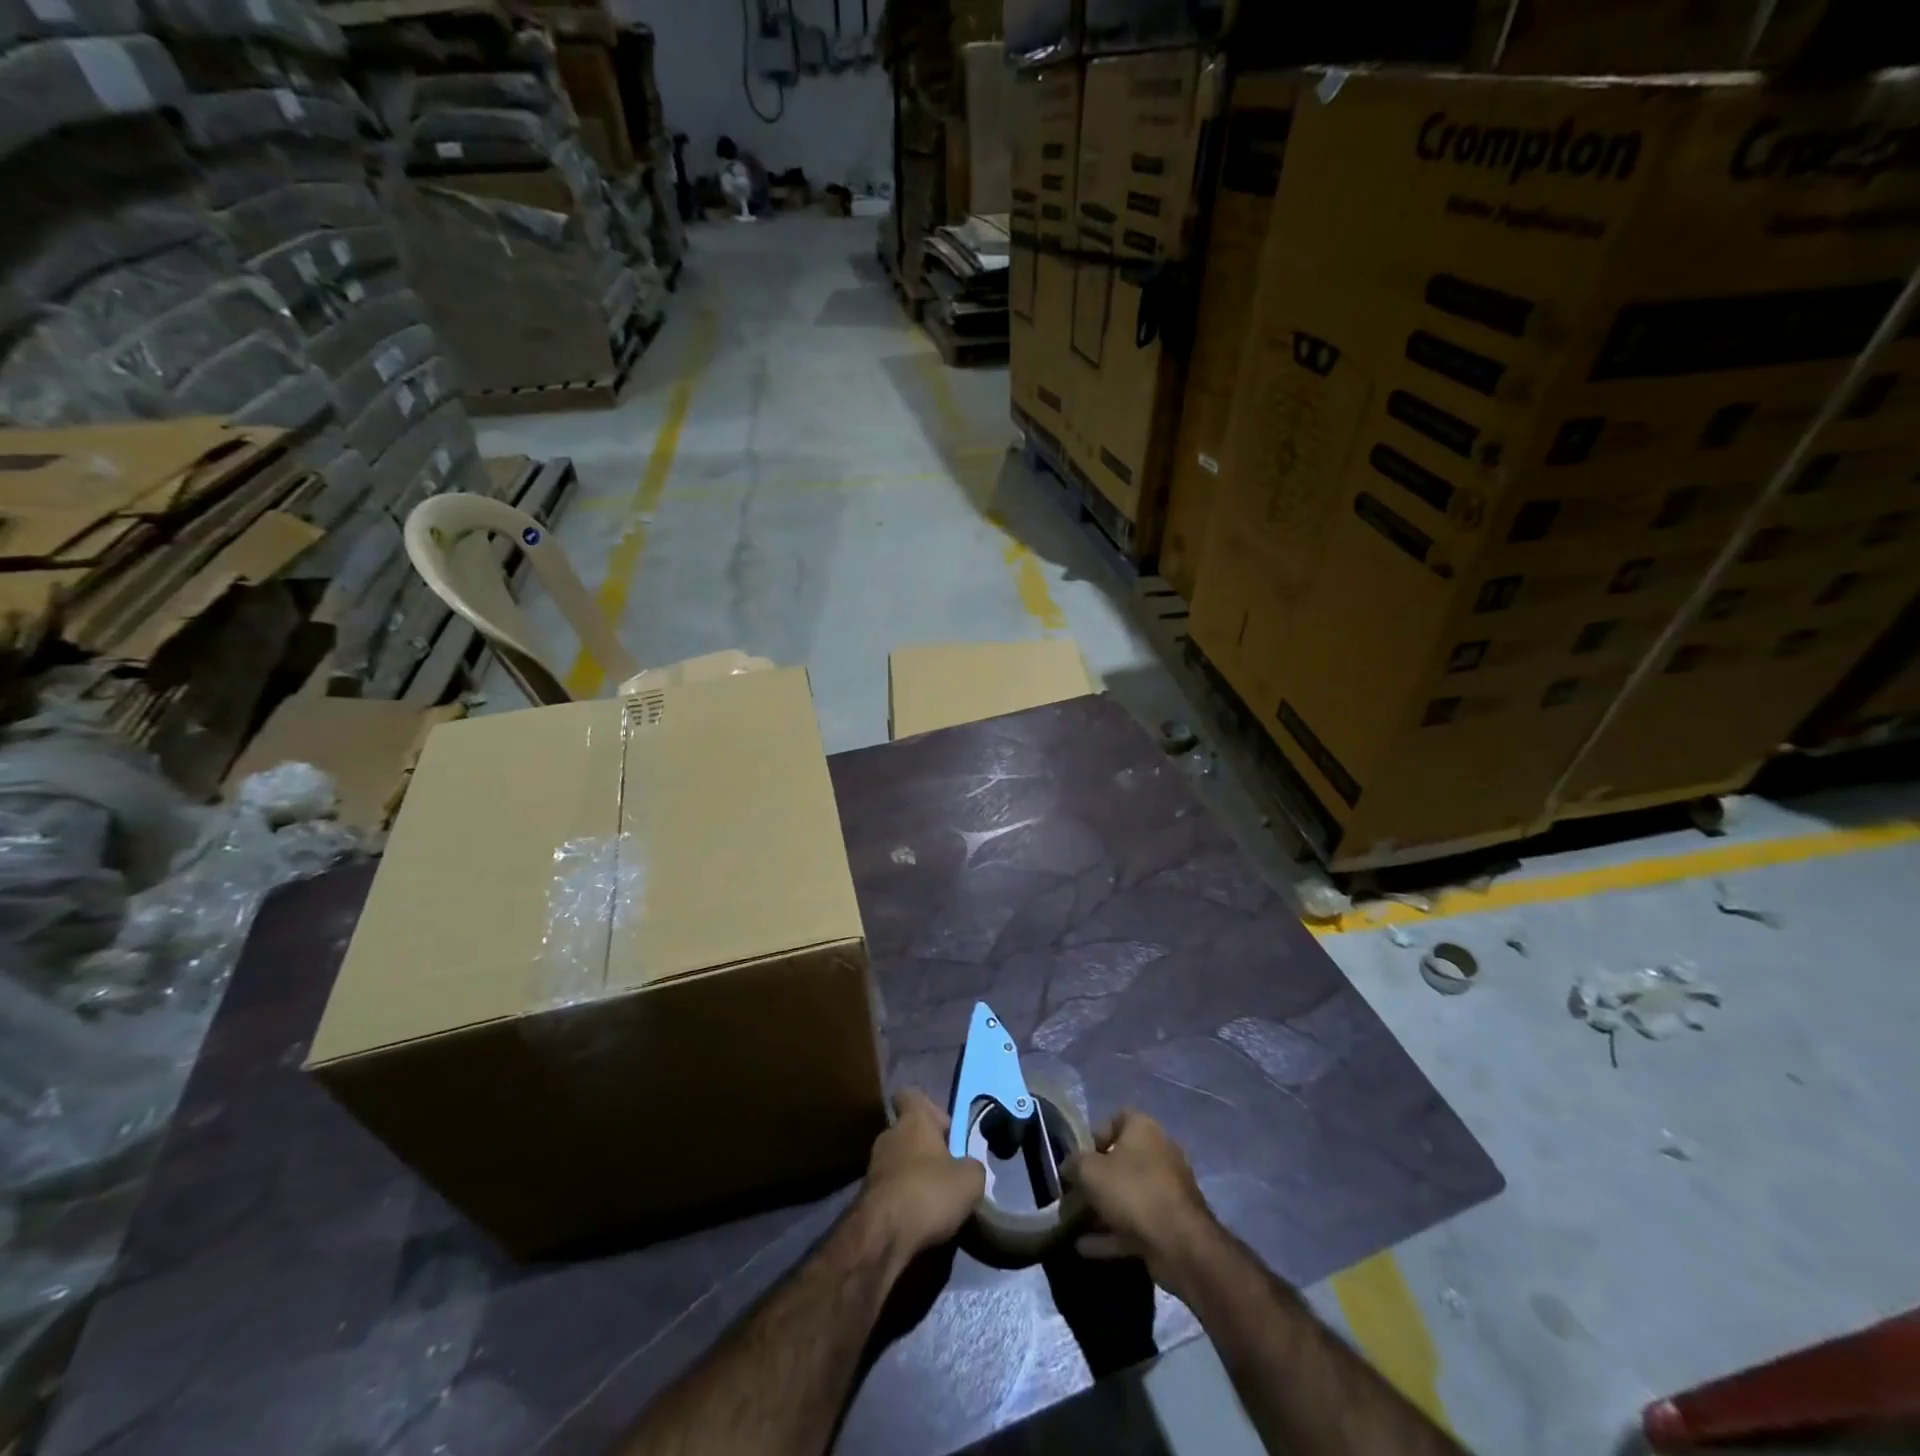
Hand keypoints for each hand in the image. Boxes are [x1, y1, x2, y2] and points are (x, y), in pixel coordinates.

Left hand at [856, 1089, 985, 1265]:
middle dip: (927, 1149)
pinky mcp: (866, 1198)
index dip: (929, 1108)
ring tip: (937, 1202)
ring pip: (899, 1163)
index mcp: (913, 1120)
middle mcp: (889, 1136)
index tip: (946, 1130)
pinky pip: (891, 1191)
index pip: (911, 1095)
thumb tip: (968, 1168)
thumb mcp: (970, 1180)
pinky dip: (904, 1201)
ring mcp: (873, 1167)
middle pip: (908, 1132)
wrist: (882, 1236)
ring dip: (915, 1177)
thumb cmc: (929, 1192)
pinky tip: (920, 1221)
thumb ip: (972, 1166)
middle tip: (949, 1172)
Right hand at [1062, 1110, 1218, 1300]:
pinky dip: (1111, 1234)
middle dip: (1095, 1178)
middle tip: (1073, 1193)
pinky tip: (1084, 1247)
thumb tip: (1068, 1167)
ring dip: (1101, 1209)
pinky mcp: (1169, 1224)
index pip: (1117, 1118)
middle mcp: (1159, 1154)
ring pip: (1127, 1195)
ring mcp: (1166, 1191)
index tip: (1079, 1156)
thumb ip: (1074, 1164)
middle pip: (1121, 1160)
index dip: (1095, 1134)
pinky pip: (1134, 1224)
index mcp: (1144, 1130)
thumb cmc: (1133, 1192)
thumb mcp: (1090, 1171)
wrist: (1180, 1245)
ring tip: (1073, 1223)